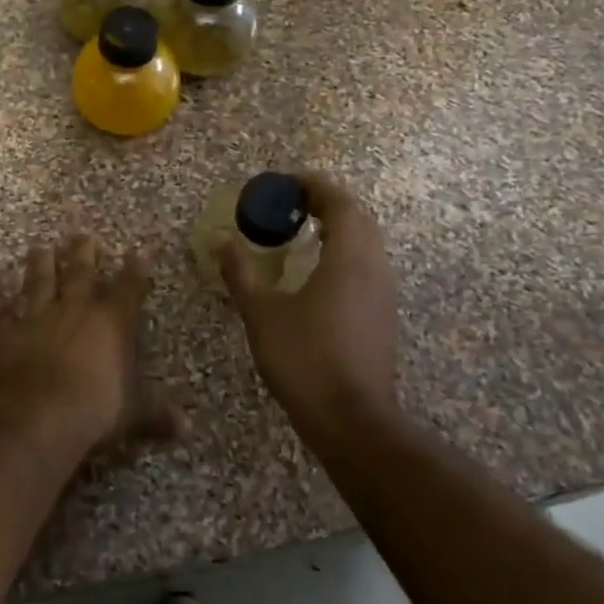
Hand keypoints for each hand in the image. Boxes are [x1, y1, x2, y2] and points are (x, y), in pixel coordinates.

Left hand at [0, 235, 173, 452]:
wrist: (40, 414)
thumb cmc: (97, 408)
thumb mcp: (135, 414)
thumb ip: (157, 415)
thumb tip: (186, 430)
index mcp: (113, 321)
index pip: (128, 288)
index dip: (134, 270)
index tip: (136, 253)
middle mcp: (76, 309)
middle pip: (80, 272)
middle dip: (83, 253)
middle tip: (81, 235)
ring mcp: (39, 317)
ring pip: (40, 282)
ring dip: (40, 265)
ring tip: (40, 247)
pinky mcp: (9, 333)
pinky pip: (5, 315)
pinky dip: (4, 307)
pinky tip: (2, 299)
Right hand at [217, 171, 399, 426]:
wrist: (351, 420)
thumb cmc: (304, 359)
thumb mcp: (262, 313)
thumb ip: (240, 272)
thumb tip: (220, 239)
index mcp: (348, 258)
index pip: (340, 203)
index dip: (313, 186)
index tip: (284, 182)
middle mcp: (374, 267)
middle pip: (359, 217)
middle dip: (326, 202)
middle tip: (290, 204)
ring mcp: (383, 293)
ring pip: (367, 242)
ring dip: (338, 227)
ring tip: (301, 232)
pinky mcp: (382, 315)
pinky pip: (367, 265)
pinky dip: (344, 252)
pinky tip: (317, 272)